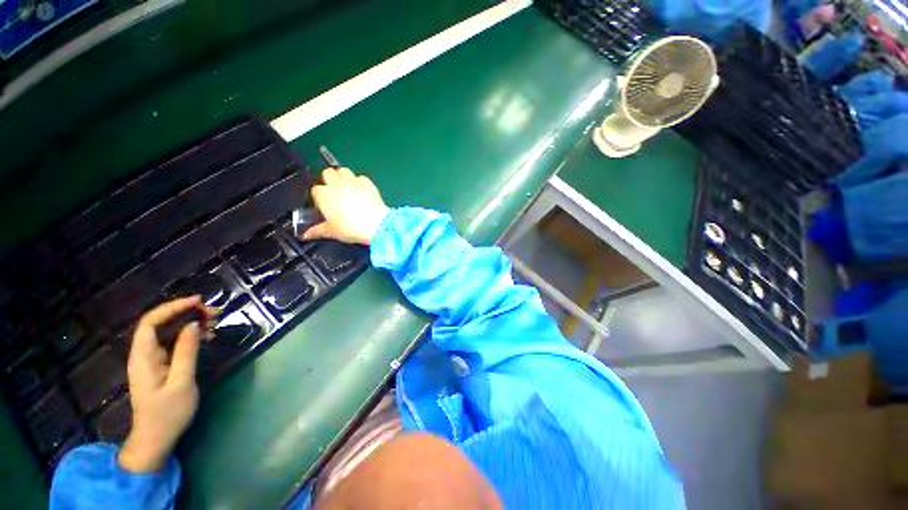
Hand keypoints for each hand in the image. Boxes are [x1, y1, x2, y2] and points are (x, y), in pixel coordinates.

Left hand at [118, 297, 216, 472]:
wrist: (156, 439)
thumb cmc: (168, 413)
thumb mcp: (182, 382)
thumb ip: (186, 352)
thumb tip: (193, 325)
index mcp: (143, 357)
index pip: (151, 322)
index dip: (172, 307)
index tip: (198, 302)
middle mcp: (144, 354)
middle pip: (160, 324)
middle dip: (186, 313)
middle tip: (214, 313)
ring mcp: (152, 359)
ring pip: (169, 332)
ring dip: (191, 323)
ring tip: (215, 322)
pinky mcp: (160, 365)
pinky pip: (174, 342)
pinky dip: (190, 336)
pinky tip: (206, 337)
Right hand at [303, 168, 389, 245]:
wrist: (376, 224)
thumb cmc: (351, 228)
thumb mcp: (332, 232)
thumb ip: (317, 231)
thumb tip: (307, 235)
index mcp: (324, 195)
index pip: (316, 189)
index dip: (320, 196)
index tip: (326, 203)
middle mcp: (336, 184)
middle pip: (328, 173)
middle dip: (330, 180)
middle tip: (336, 193)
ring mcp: (352, 181)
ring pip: (343, 170)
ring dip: (343, 177)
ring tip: (348, 189)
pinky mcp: (367, 182)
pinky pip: (361, 177)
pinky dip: (360, 182)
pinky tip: (363, 192)